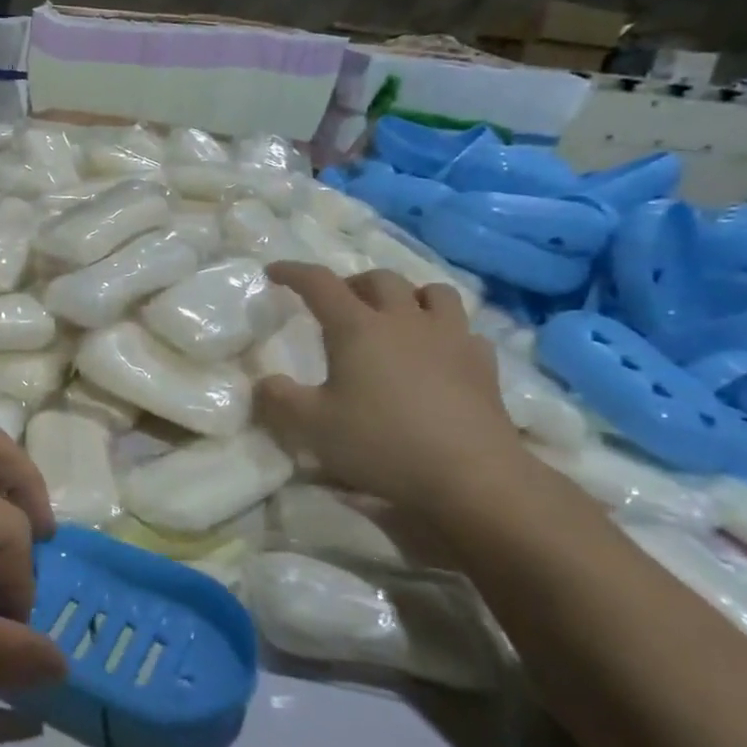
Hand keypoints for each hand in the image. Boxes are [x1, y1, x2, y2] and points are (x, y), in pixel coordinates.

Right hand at [255, 264, 528, 509]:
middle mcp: (404, 320)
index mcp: (358, 327)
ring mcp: (450, 337)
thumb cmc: (383, 443)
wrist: (471, 475)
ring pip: (432, 292)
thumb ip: (280, 399)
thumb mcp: (313, 427)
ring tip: (396, 316)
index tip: (275, 271)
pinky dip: (445, 331)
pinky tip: (439, 352)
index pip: (320, 283)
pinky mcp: (482, 362)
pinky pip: (464, 329)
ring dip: (407, 295)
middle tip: (339, 303)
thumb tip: (264, 381)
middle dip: (353, 283)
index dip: (294, 272)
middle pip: (379, 279)